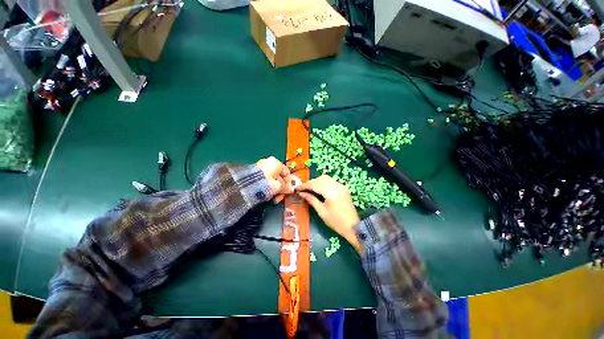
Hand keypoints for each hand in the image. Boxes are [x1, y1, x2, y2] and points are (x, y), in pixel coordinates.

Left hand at [256, 157, 293, 197]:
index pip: (287, 173)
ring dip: (274, 188)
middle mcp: (269, 162)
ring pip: (272, 178)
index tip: (287, 191)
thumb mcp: (278, 187)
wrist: (245, 184)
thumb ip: (286, 187)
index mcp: (276, 163)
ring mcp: (261, 165)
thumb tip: (291, 189)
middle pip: (279, 176)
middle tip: (279, 197)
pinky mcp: (254, 171)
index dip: (289, 183)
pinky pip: (265, 178)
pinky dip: (267, 185)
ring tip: (272, 197)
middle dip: (280, 188)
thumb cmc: (266, 183)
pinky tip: (265, 193)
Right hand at [296, 175, 361, 251]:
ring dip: (317, 181)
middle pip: (321, 179)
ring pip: (326, 178)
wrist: (353, 227)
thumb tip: (301, 193)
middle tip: (303, 189)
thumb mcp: (321, 211)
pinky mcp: (343, 188)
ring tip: (310, 189)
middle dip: (311, 182)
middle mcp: (337, 186)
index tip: (297, 188)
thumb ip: (311, 200)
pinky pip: (331, 181)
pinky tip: (319, 189)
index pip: (315, 184)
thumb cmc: (336, 222)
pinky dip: (323, 183)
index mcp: (331, 193)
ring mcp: (341, 186)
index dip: (305, 185)